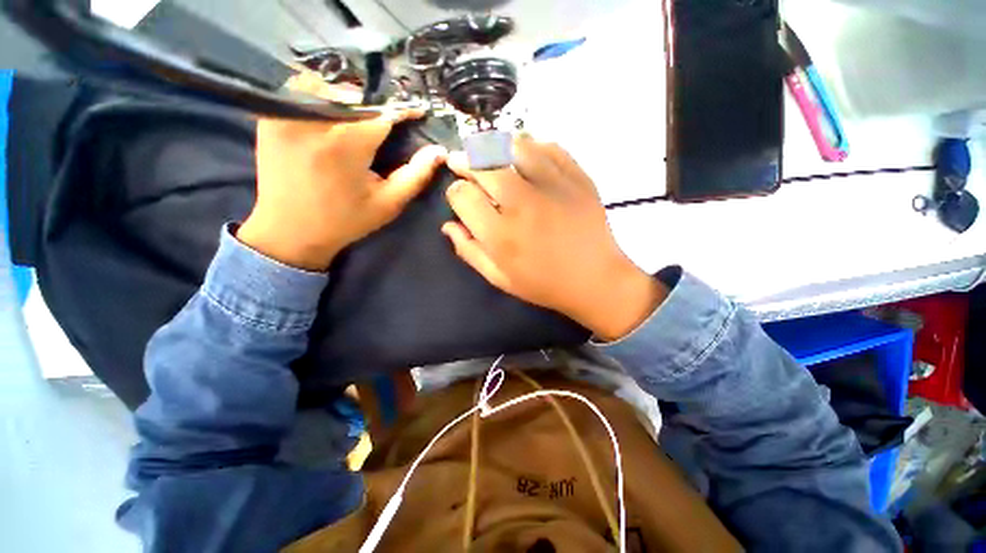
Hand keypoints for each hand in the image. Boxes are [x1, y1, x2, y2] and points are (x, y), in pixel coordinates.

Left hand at [237, 74, 446, 270]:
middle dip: (376, 107)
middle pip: (356, 96)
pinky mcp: (271, 117)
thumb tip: (439, 152)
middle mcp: (316, 120)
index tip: (417, 112)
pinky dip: (320, 98)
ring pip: (328, 87)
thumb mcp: (389, 203)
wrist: (290, 231)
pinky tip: (329, 118)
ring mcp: (287, 114)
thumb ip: (416, 175)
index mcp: (348, 143)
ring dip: (348, 99)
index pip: (384, 112)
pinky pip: (301, 92)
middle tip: (385, 124)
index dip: (403, 111)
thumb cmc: (346, 221)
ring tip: (357, 120)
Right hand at [442, 135, 666, 340]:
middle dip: (465, 160)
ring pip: (515, 146)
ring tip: (490, 153)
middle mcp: (522, 204)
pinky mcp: (577, 178)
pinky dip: (532, 145)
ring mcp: (553, 187)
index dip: (455, 192)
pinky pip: (550, 147)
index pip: (462, 196)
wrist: (596, 280)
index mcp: (500, 234)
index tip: (460, 196)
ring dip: (496, 146)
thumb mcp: (500, 278)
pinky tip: (525, 153)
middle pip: (484, 165)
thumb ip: (470, 251)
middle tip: (460, 160)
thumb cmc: (544, 284)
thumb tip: (448, 226)